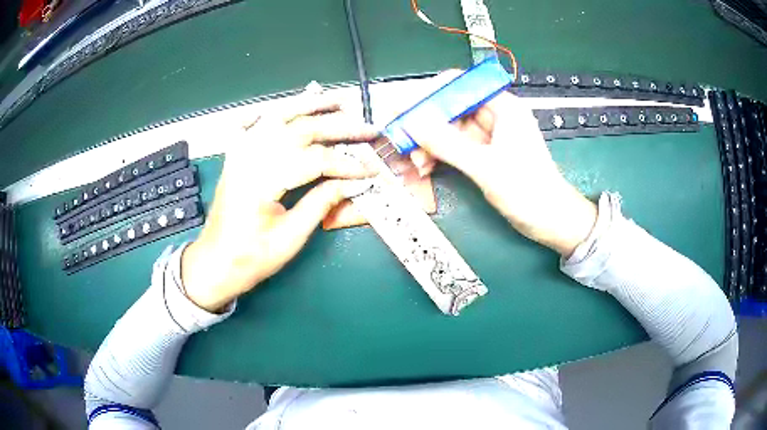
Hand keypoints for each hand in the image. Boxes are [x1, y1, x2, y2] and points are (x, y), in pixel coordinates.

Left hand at [181, 94, 377, 311]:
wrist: (215, 262)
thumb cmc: (251, 258)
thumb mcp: (290, 238)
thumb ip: (321, 203)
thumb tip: (352, 183)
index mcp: (261, 180)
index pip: (314, 159)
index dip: (346, 163)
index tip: (371, 170)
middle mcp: (249, 157)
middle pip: (300, 129)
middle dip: (339, 127)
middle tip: (368, 128)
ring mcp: (240, 152)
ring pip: (279, 117)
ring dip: (310, 106)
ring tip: (339, 100)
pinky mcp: (236, 155)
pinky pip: (253, 123)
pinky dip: (272, 111)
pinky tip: (288, 105)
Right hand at [405, 90, 596, 256]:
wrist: (551, 221)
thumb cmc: (527, 190)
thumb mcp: (485, 166)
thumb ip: (447, 143)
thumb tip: (413, 123)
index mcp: (503, 107)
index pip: (461, 85)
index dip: (433, 93)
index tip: (409, 108)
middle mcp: (495, 116)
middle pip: (452, 108)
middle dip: (428, 125)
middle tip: (406, 141)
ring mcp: (490, 137)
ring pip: (451, 130)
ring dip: (431, 144)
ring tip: (417, 162)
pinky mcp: (485, 155)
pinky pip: (456, 147)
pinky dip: (441, 156)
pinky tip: (427, 167)